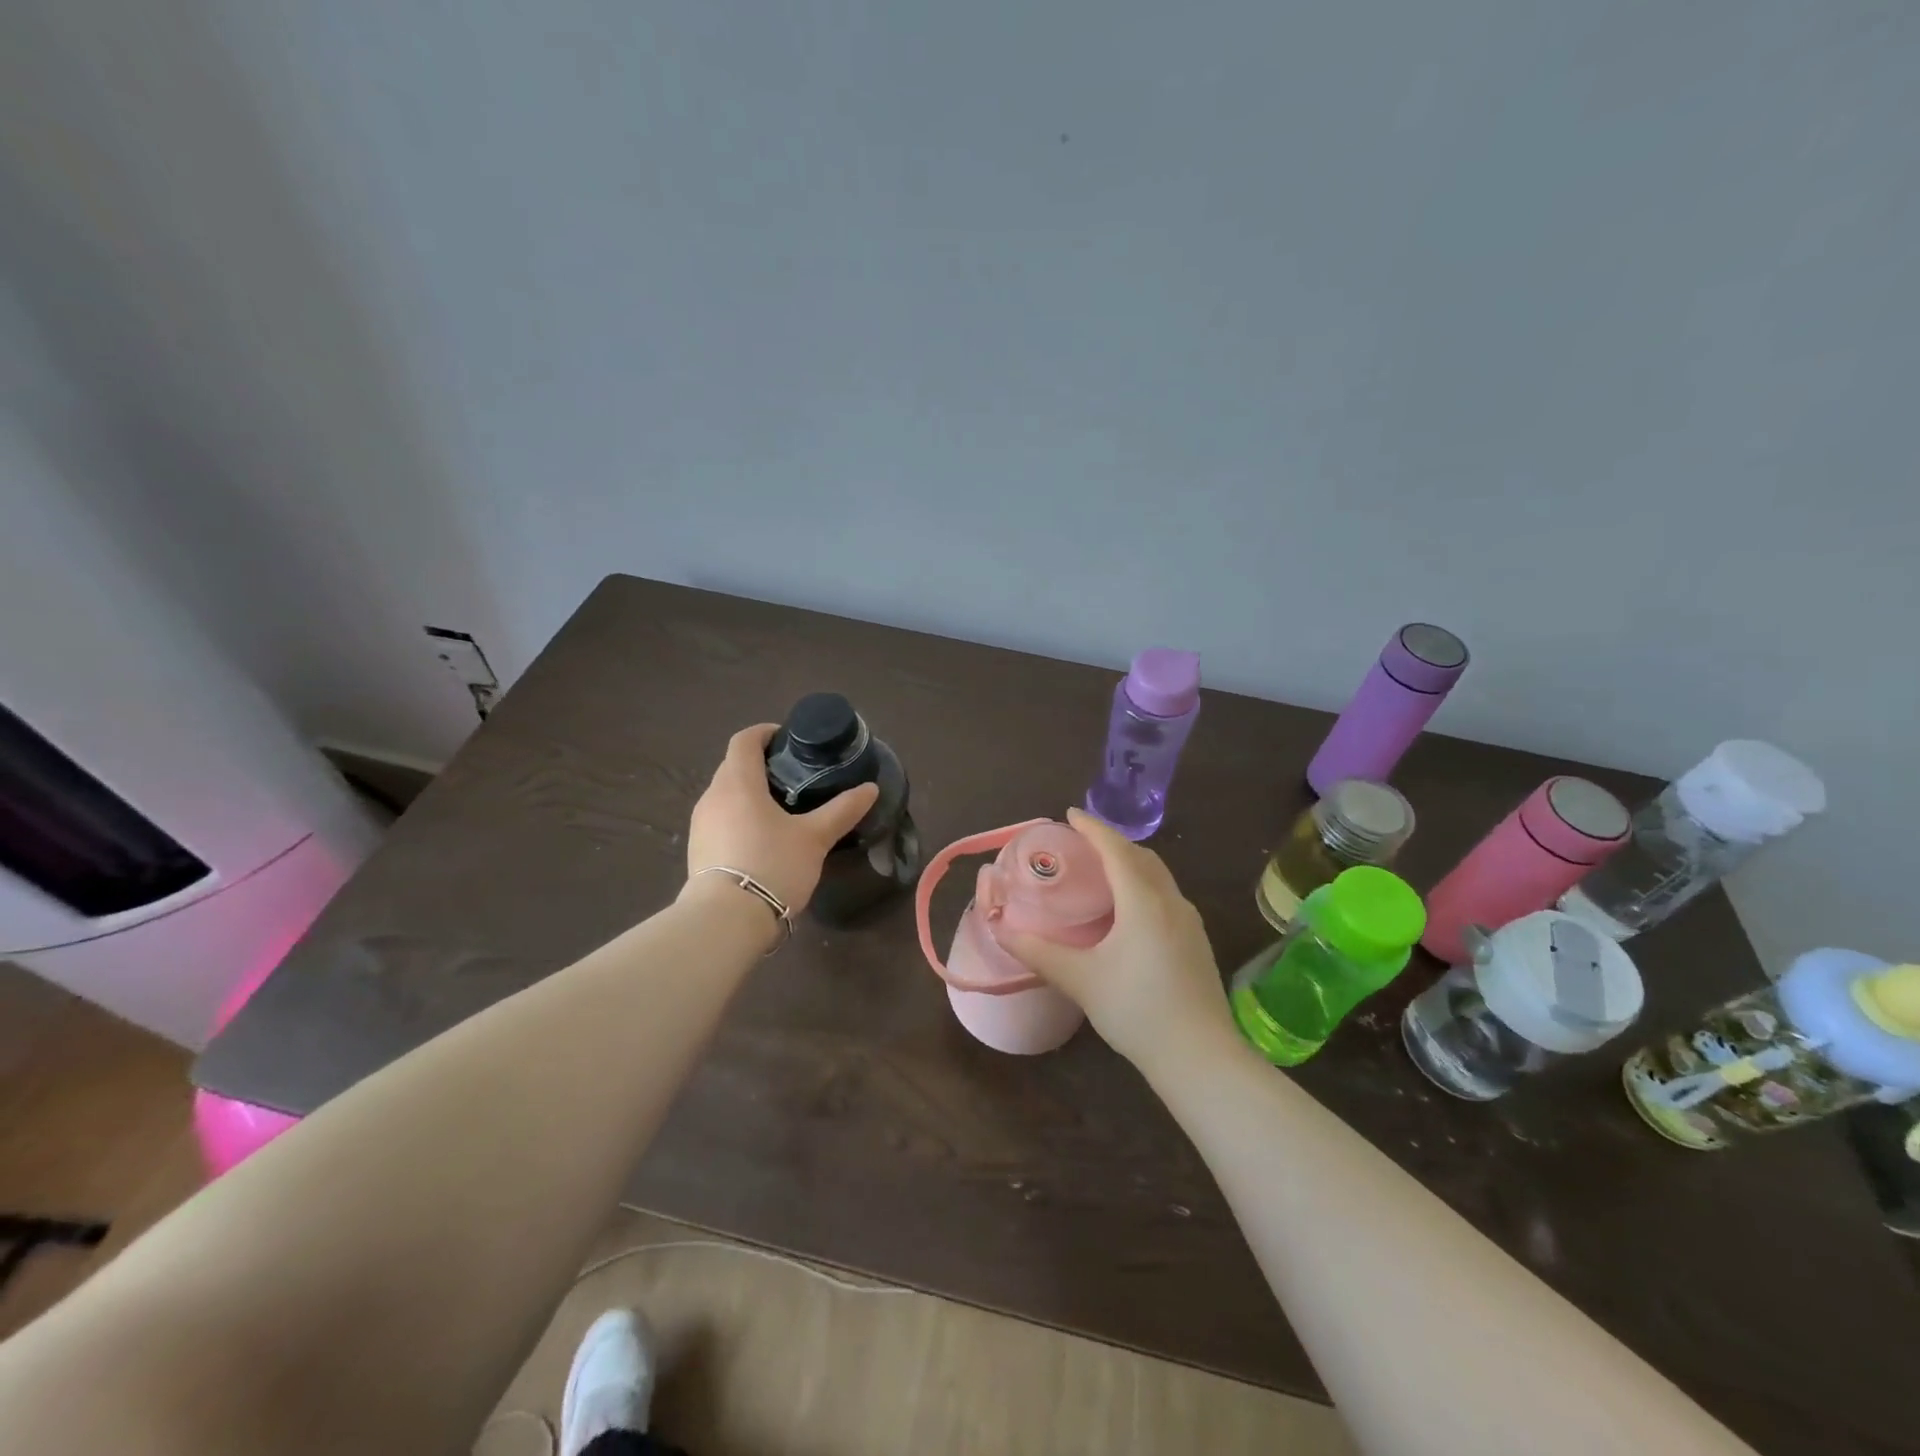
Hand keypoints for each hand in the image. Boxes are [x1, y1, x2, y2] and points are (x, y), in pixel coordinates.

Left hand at [682, 724, 879, 916]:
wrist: (726, 921)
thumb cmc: (772, 866)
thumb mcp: (814, 838)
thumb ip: (842, 810)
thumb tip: (870, 788)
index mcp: (738, 783)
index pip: (744, 740)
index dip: (765, 733)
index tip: (789, 740)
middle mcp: (712, 796)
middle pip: (734, 766)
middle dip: (761, 764)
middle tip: (795, 776)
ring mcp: (700, 825)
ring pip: (726, 795)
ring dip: (749, 793)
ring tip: (782, 809)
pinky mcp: (698, 850)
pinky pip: (720, 820)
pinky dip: (740, 817)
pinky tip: (762, 839)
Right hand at [997, 808, 1237, 1073]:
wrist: (1199, 1056)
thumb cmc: (1136, 1010)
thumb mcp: (1080, 979)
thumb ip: (1038, 951)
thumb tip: (1000, 928)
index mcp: (1143, 901)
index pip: (1115, 849)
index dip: (1092, 828)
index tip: (1069, 814)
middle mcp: (1170, 901)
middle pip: (1141, 856)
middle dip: (1111, 842)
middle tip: (1081, 843)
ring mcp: (1189, 921)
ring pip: (1158, 875)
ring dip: (1131, 862)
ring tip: (1103, 870)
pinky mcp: (1196, 942)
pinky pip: (1166, 895)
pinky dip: (1144, 884)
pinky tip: (1130, 909)